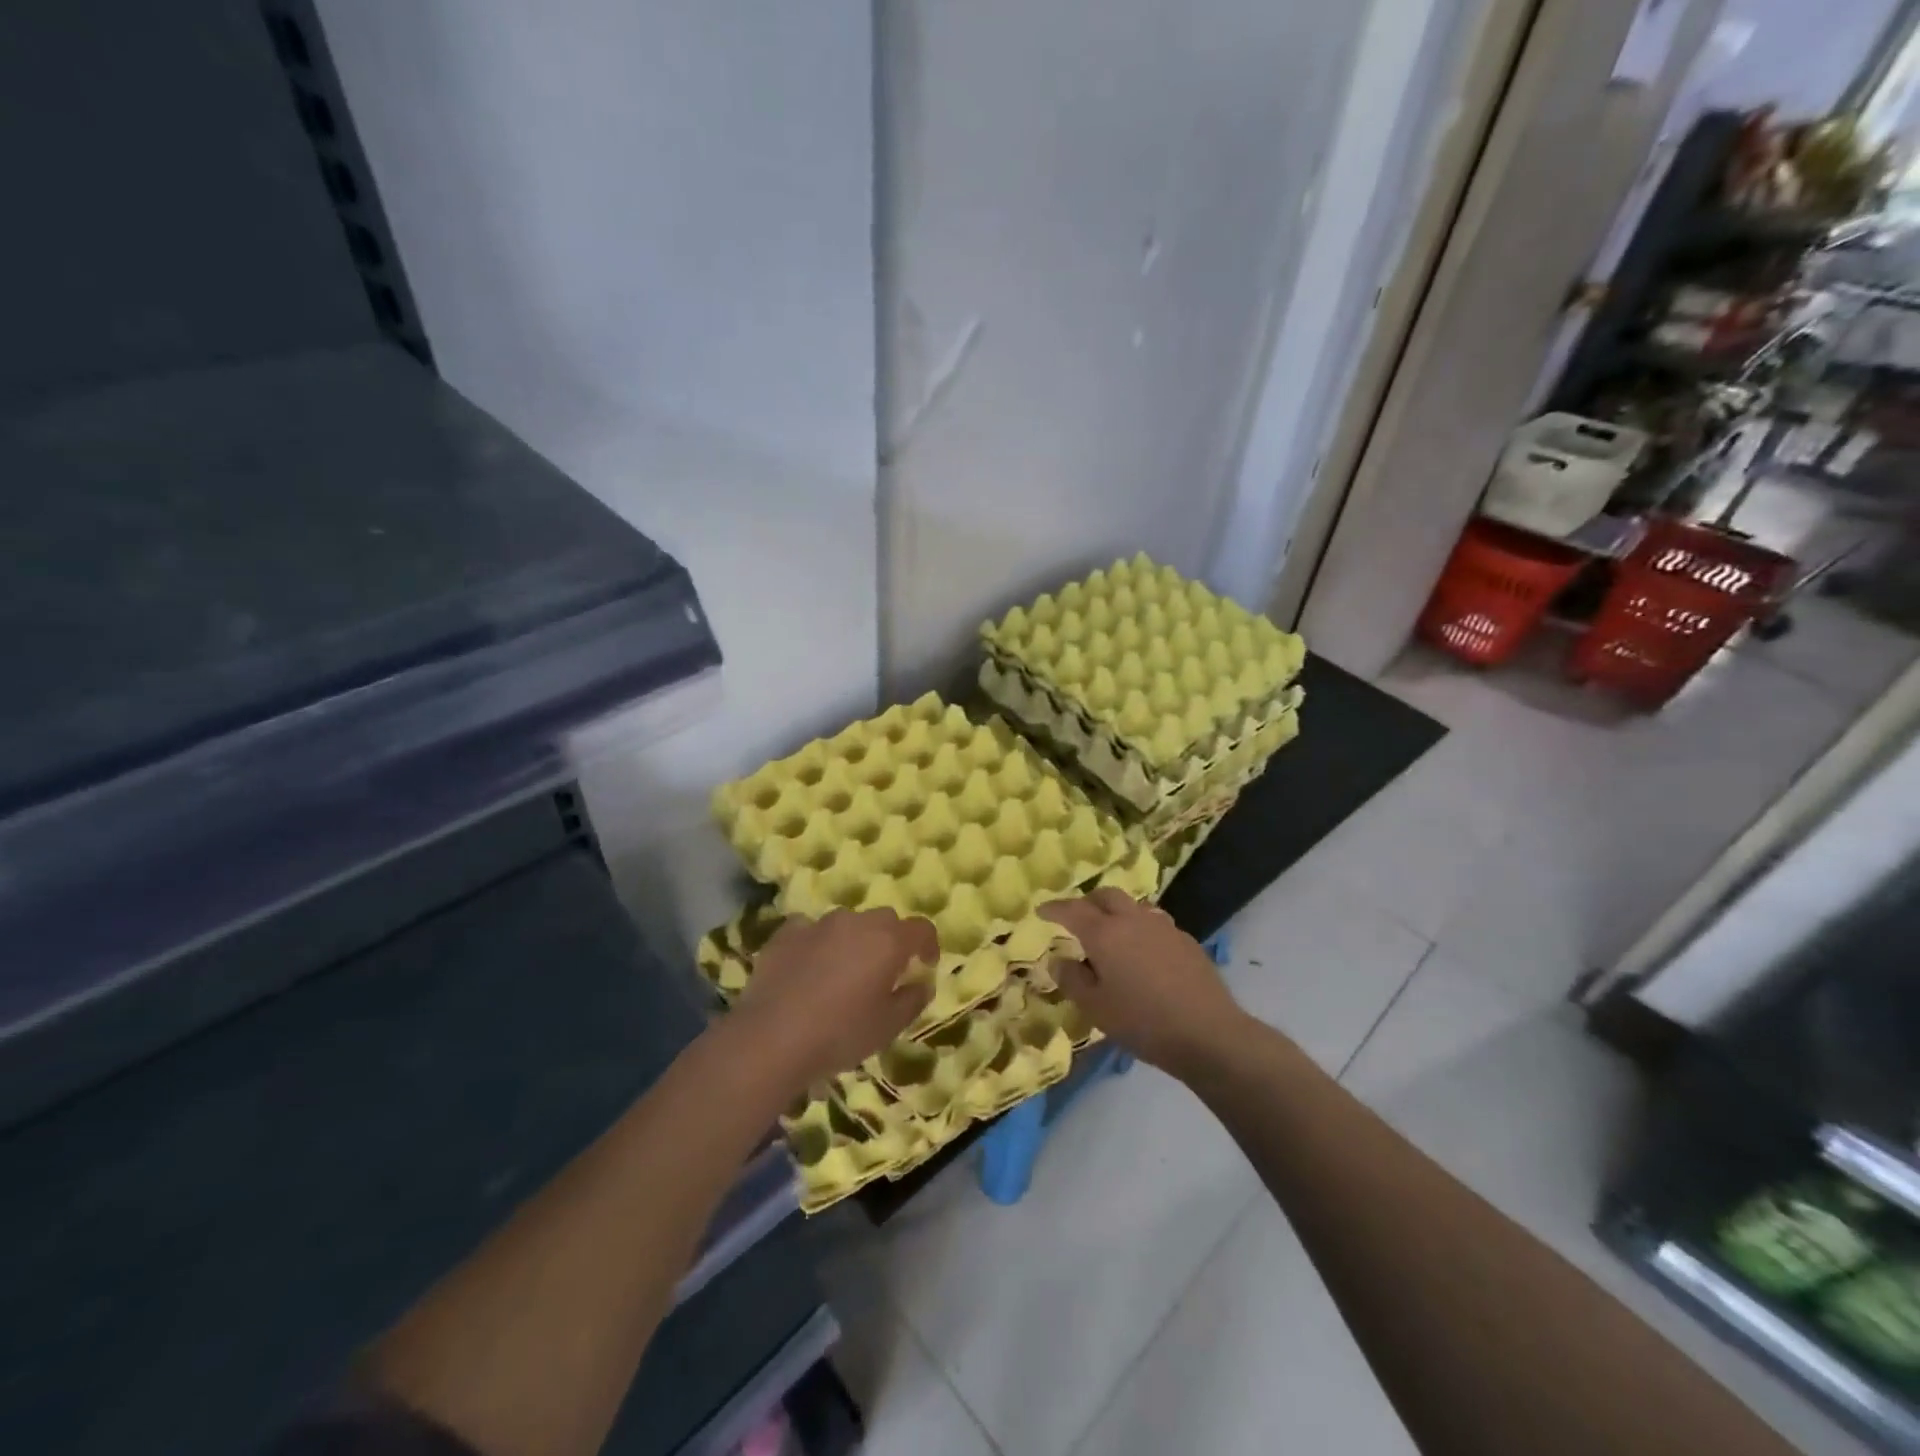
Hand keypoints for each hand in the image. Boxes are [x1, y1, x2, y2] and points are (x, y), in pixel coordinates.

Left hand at [728, 908, 937, 1089]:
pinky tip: (809, 970)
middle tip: (885, 971)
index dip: (928, 944)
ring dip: (854, 940)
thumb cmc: (840, 1033)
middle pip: (884, 920)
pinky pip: (812, 931)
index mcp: (888, 941)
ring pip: (847, 923)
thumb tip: (922, 984)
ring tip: (844, 972)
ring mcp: (818, 924)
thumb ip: (912, 1000)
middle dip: (891, 940)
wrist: (771, 1037)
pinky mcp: (786, 933)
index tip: (926, 965)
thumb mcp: (887, 1027)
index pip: (921, 928)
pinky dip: (818, 944)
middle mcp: (856, 922)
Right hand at [1039, 889, 1245, 1078]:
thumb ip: (1072, 979)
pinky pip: (1154, 922)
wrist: (1208, 1033)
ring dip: (1116, 912)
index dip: (1055, 908)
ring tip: (1111, 933)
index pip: (1073, 910)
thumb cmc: (1142, 1022)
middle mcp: (1133, 920)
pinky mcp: (1186, 940)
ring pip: (1133, 906)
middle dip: (1087, 902)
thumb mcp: (1096, 1008)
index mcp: (1105, 933)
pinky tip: (1143, 951)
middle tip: (1077, 918)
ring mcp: (1163, 927)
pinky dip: (1140, 928)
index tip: (1042, 911)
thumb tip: (1059, 959)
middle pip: (1106, 896)